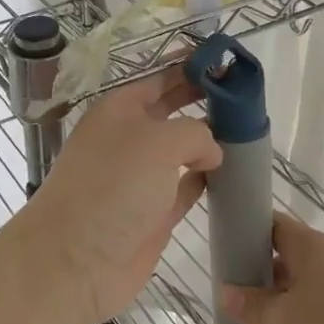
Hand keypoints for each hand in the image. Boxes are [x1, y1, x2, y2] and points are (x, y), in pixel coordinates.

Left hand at [14, 68, 221, 323]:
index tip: (228, 62)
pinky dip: (206, 179)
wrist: (74, 261)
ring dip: (210, 141)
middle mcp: (129, 137)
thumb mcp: (157, 142)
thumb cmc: (112, 187)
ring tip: (249, 131)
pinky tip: (231, 172)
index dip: (192, 67)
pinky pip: (186, 187)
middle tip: (246, 96)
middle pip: (172, 109)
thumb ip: (195, 133)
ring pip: (182, 149)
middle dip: (204, 100)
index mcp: (120, 109)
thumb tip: (211, 150)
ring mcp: (141, 177)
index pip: (160, 76)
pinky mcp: (153, 213)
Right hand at [219, 214, 323, 323]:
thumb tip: (225, 292)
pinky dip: (299, 323)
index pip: (269, 224)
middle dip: (256, 276)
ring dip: (276, 304)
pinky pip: (319, 310)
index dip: (244, 232)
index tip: (220, 250)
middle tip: (228, 296)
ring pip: (300, 287)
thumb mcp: (286, 321)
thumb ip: (253, 307)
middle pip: (283, 257)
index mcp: (308, 247)